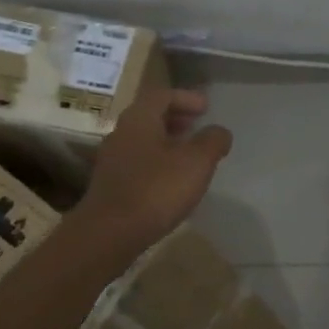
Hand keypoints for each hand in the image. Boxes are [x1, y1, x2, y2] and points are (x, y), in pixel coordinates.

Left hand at [76, 83, 232, 254]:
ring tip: (189, 153)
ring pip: (143, 140)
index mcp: (140, 119)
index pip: (162, 95)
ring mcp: (112, 160)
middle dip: (176, 117)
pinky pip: (138, 162)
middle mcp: (121, 133)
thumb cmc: (156, 189)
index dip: (186, 98)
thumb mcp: (196, 162)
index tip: (206, 107)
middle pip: (149, 115)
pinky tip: (171, 180)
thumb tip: (219, 132)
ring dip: (167, 140)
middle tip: (197, 125)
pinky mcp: (111, 185)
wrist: (109, 233)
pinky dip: (157, 161)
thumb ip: (212, 141)